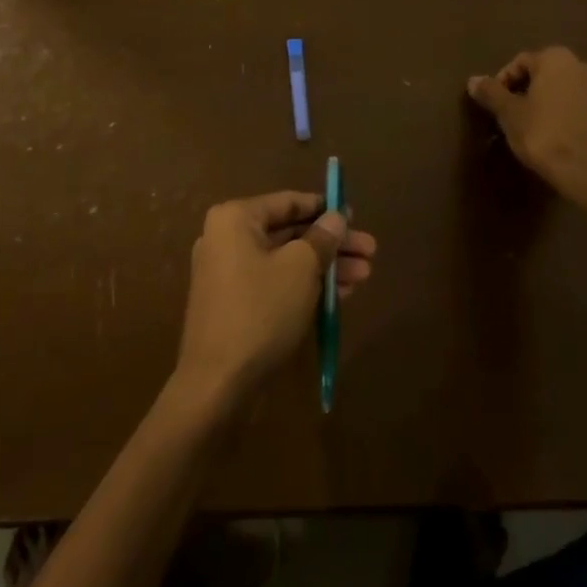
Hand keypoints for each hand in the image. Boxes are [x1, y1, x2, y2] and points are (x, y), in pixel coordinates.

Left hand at [175, 192, 376, 406]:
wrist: (217, 384)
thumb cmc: (261, 311)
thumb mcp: (301, 268)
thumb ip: (322, 238)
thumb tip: (336, 217)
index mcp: (235, 219)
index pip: (288, 202)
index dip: (325, 208)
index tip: (355, 216)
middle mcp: (226, 238)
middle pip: (290, 232)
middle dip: (331, 243)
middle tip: (370, 250)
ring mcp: (228, 273)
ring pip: (286, 260)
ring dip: (325, 266)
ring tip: (365, 275)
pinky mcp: (235, 305)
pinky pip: (275, 283)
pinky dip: (304, 285)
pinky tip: (340, 295)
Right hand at [467, 46, 586, 212]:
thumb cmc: (545, 136)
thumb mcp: (509, 114)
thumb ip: (491, 93)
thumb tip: (473, 80)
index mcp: (556, 59)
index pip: (521, 62)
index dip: (503, 82)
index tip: (495, 105)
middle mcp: (582, 66)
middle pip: (545, 74)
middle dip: (526, 92)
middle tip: (511, 115)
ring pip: (564, 91)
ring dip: (547, 104)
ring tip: (533, 128)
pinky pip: (581, 108)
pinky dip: (566, 116)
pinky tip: (556, 138)